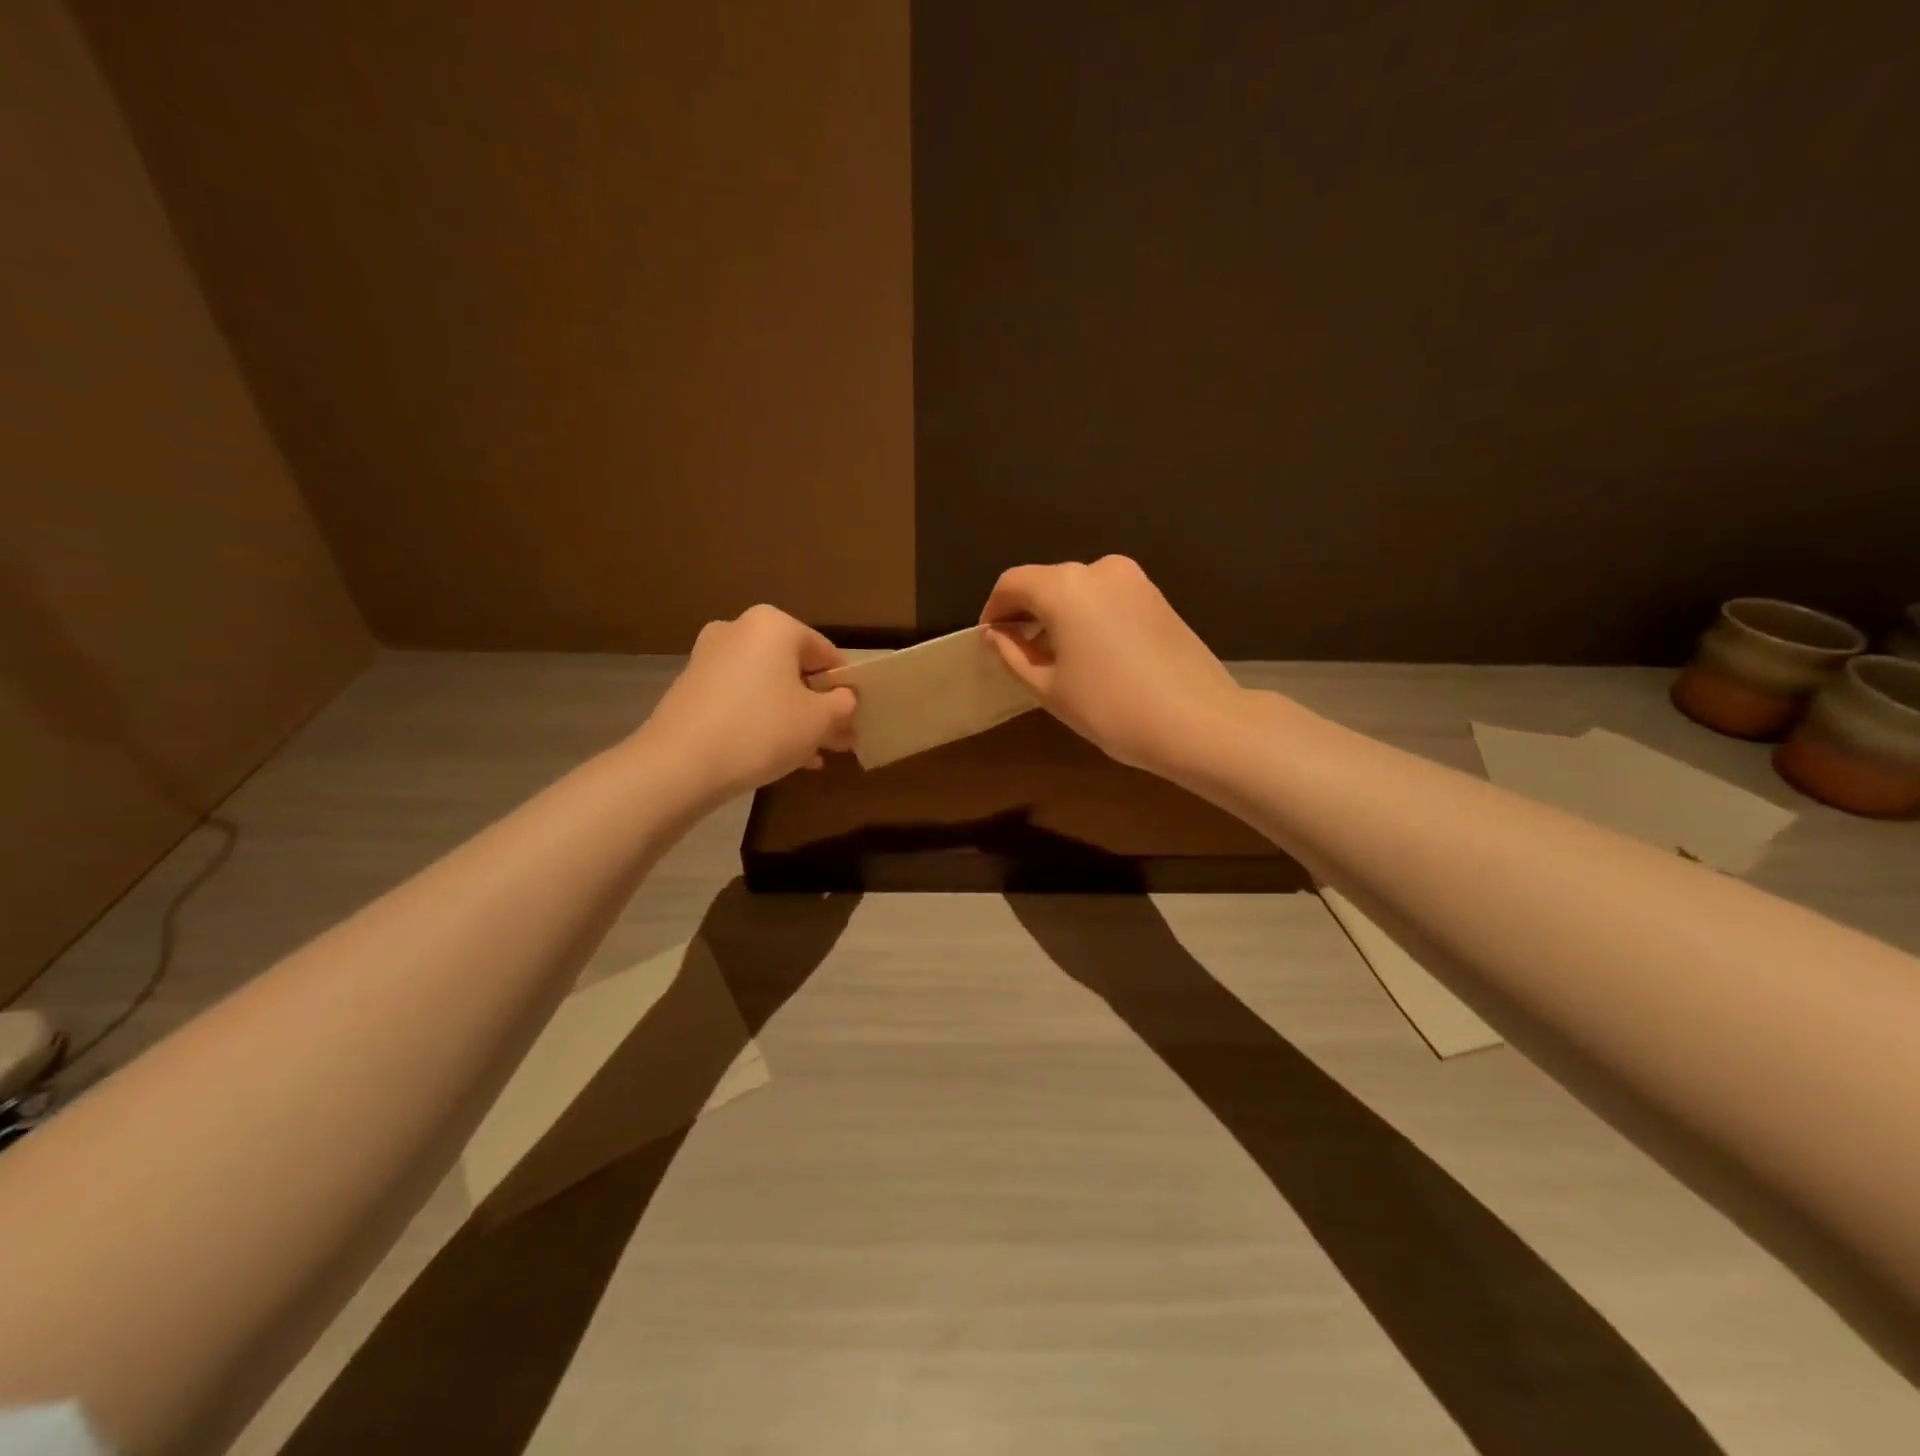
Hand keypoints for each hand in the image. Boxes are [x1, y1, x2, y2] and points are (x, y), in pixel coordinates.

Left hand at [640, 605, 856, 796]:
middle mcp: (739, 630)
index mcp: (774, 625)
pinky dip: (764, 719)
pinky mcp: (691, 687)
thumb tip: (846, 698)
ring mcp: (710, 657)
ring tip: (814, 754)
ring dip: (794, 717)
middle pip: (795, 670)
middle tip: (838, 738)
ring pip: (768, 687)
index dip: (846, 687)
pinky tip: (781, 755)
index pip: (827, 653)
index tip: (855, 717)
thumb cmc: (762, 730)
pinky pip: (742, 699)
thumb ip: (843, 704)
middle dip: (818, 705)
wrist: (680, 764)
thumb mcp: (819, 720)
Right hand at [978, 556, 1244, 775]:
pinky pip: (1107, 598)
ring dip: (1058, 615)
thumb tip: (994, 634)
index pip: (1012, 583)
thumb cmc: (1111, 708)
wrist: (1198, 722)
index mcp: (1064, 587)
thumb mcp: (1049, 688)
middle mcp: (1098, 569)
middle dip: (1027, 612)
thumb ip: (1013, 654)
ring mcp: (1133, 580)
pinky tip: (1092, 654)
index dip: (994, 609)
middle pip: (1046, 582)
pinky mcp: (1157, 597)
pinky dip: (1088, 616)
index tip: (990, 640)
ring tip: (1056, 658)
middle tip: (1019, 653)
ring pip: (1078, 589)